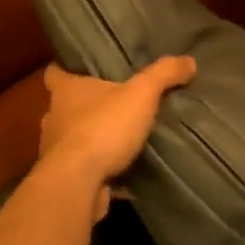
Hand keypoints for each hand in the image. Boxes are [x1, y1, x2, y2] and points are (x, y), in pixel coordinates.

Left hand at [38, 57, 196, 218]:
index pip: (55, 72)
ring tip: (121, 139)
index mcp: (65, 91)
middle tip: (114, 103)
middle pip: (67, 106)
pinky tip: (123, 173)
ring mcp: (55, 151)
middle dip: (87, 106)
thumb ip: (163, 75)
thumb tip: (189, 60)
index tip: (82, 68)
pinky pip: (84, 169)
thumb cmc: (103, 128)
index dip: (66, 68)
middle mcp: (54, 118)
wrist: (78, 184)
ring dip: (93, 139)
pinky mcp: (65, 179)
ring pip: (74, 139)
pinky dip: (100, 170)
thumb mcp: (141, 94)